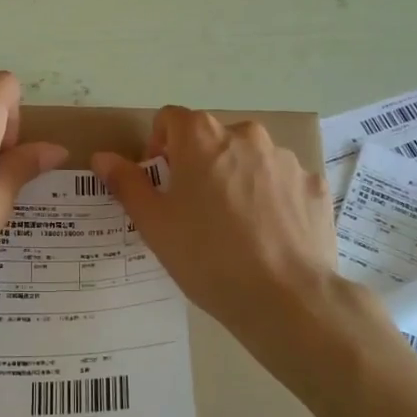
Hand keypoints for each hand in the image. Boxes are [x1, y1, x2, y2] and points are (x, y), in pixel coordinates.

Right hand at [92, 108, 361, 389]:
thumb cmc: (207, 256)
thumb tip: (103, 157)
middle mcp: (247, 136)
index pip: (171, 118)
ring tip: (234, 228)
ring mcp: (286, 160)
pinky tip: (267, 236)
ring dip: (235, 179)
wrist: (286, 298)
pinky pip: (282, 183)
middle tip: (193, 210)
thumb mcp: (154, 224)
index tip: (160, 183)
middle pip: (212, 138)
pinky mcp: (314, 186)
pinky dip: (270, 199)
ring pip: (249, 160)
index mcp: (202, 137)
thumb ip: (127, 183)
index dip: (158, 146)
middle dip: (198, 164)